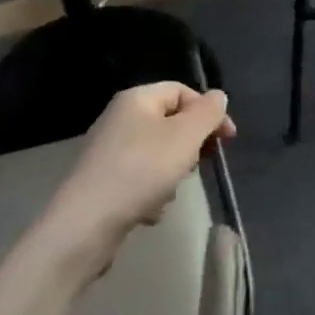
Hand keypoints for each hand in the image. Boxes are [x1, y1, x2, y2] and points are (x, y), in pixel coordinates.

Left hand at [41, 82, 234, 282]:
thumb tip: (218, 97)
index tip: (228, 140)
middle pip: (171, 123)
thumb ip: (207, 113)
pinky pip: (141, 179)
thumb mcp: (184, 136)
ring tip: (167, 192)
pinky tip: (149, 211)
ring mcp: (110, 150)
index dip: (208, 112)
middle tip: (196, 166)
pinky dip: (152, 193)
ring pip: (159, 154)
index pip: (182, 91)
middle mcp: (120, 118)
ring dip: (172, 174)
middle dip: (189, 146)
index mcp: (137, 98)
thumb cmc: (141, 170)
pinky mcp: (105, 181)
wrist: (87, 223)